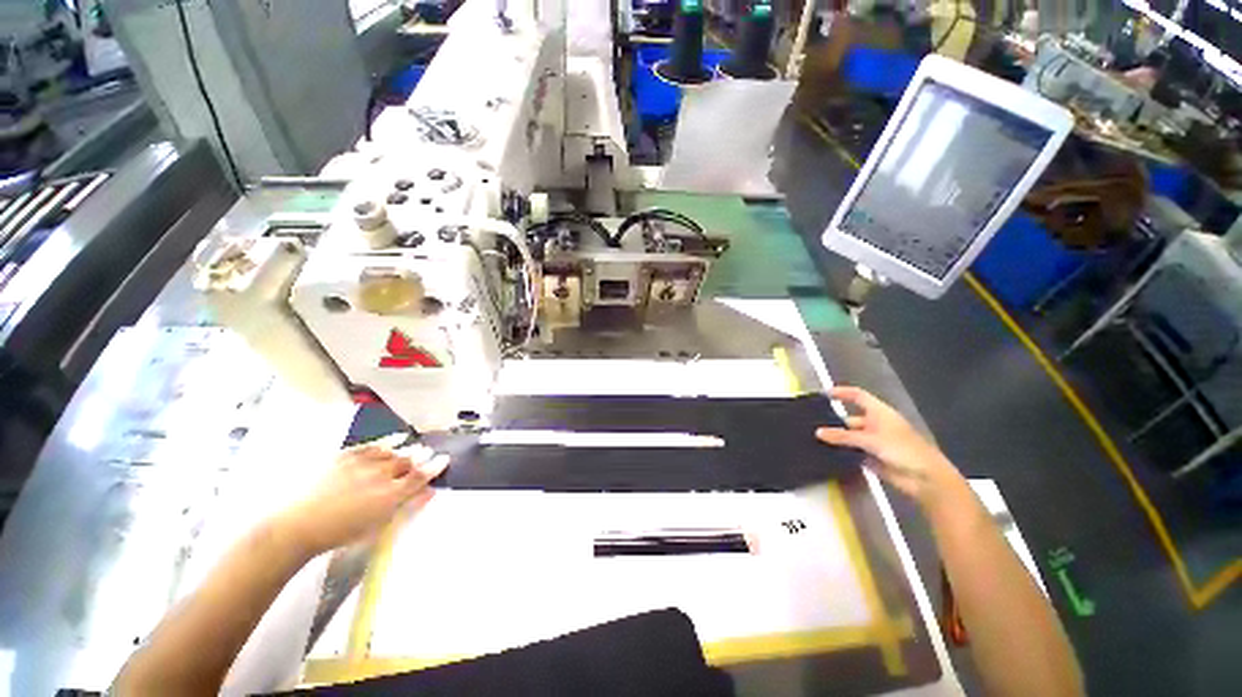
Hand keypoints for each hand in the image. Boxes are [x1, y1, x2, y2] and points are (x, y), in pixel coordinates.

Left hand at [275, 440, 448, 555]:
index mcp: (389, 496)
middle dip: (421, 457)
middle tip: (429, 453)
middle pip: (408, 461)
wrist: (297, 526)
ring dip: (406, 450)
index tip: (444, 459)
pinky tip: (397, 438)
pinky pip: (373, 445)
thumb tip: (429, 492)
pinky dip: (388, 441)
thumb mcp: (378, 527)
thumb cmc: (340, 534)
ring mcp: (362, 464)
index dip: (434, 467)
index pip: (420, 477)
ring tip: (415, 448)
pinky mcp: (346, 457)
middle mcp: (380, 476)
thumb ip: (407, 508)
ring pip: (393, 452)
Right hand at [815, 386, 962, 507]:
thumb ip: (843, 436)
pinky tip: (825, 454)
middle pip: (850, 419)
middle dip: (833, 422)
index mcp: (879, 413)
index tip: (824, 394)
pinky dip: (841, 453)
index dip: (842, 393)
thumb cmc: (903, 450)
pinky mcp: (871, 458)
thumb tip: (818, 432)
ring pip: (849, 437)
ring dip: (836, 439)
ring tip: (813, 440)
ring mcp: (873, 442)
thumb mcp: (871, 440)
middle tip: (811, 424)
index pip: (858, 396)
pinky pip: (852, 452)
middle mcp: (875, 424)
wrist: (925, 479)